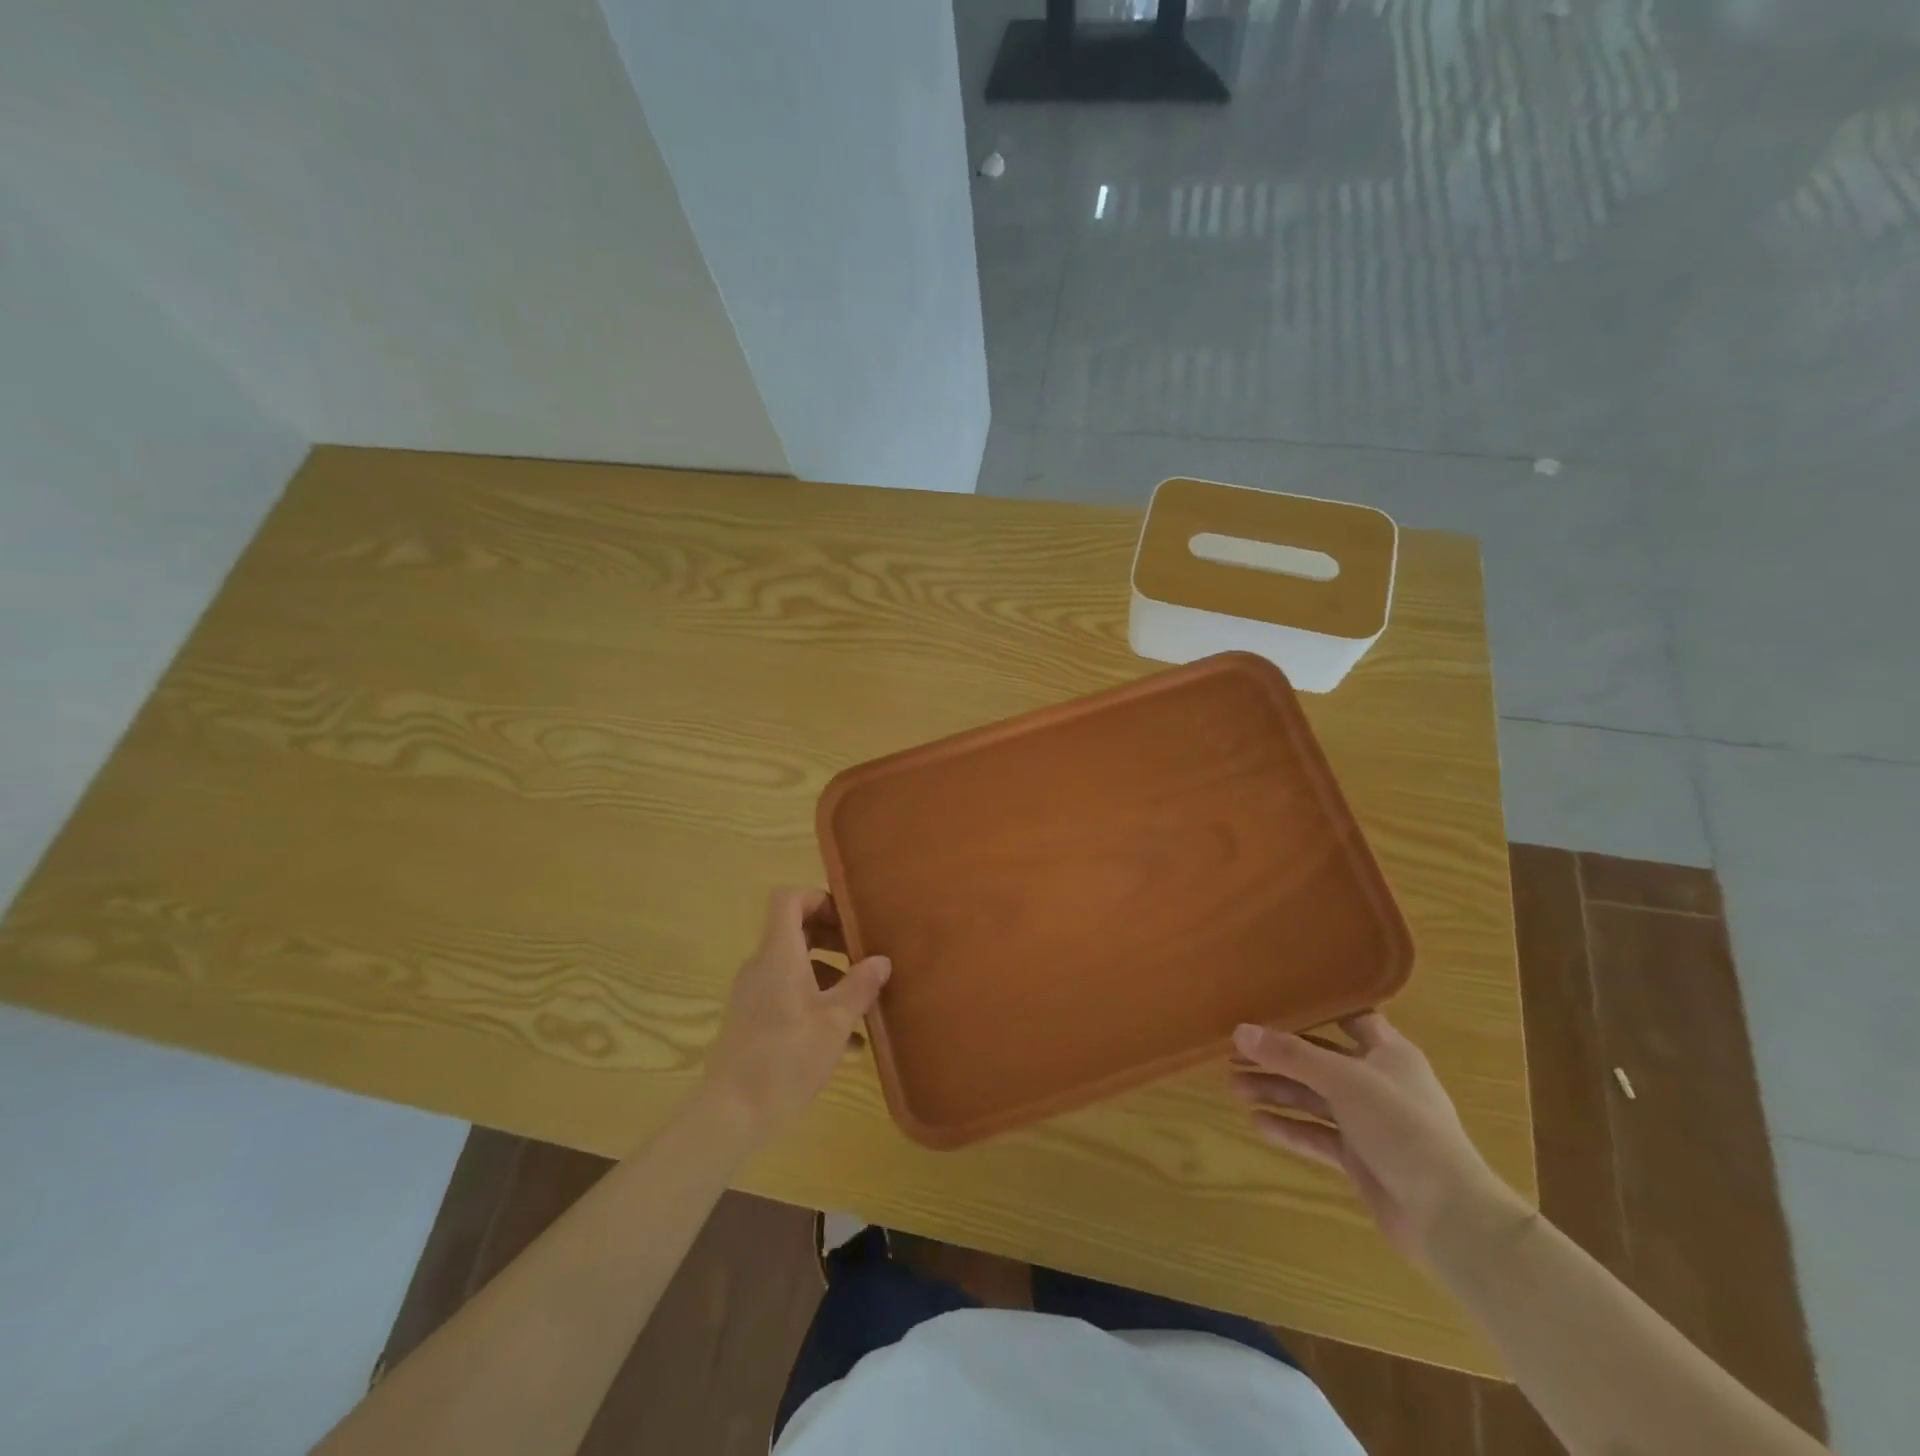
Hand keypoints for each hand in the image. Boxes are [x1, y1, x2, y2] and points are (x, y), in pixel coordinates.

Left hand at [701, 889, 889, 1141]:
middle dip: (833, 939)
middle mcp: (762, 966)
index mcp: (779, 955)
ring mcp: (753, 994)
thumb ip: (860, 986)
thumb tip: (881, 960)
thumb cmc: (785, 1058)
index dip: (818, 899)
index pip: (788, 900)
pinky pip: (788, 996)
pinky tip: (847, 1042)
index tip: (848, 920)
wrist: (730, 1113)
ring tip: (863, 1004)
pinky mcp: (752, 1021)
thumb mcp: (835, 1022)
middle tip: (864, 957)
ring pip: (795, 967)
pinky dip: (815, 1003)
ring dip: (829, 976)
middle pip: (795, 932)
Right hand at [1230, 1013, 1523, 1263]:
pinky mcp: (1361, 1159)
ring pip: (1314, 1099)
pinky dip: (1290, 1129)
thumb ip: (1290, 1055)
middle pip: (1320, 1061)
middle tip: (1233, 1053)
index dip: (1316, 1010)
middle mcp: (1378, 1083)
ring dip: (1277, 1091)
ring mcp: (1369, 1123)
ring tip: (1233, 1086)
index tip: (1274, 1001)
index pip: (1351, 1019)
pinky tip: (1257, 1123)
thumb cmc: (1402, 1127)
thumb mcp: (1343, 1080)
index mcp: (1389, 1054)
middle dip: (1278, 1057)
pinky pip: (1317, 1136)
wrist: (1449, 1216)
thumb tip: (1239, 1031)